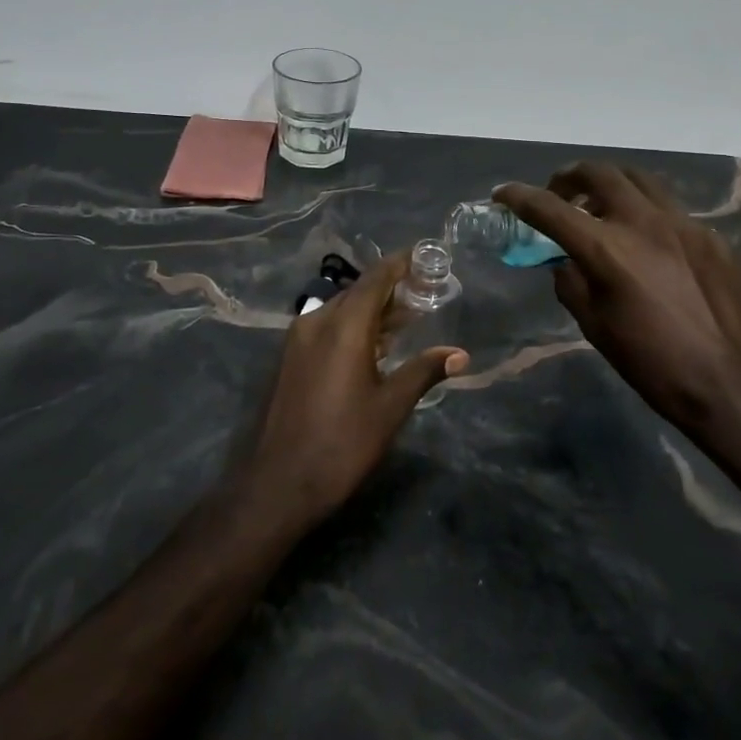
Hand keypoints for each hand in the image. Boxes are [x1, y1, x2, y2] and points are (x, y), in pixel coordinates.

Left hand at [237, 250, 467, 531]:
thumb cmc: (342, 443)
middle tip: (424, 292)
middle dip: (390, 288)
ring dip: (372, 309)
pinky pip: (326, 327)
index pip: (375, 278)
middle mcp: (317, 321)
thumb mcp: (390, 407)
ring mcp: (298, 339)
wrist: (279, 483)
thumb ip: (424, 371)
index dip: (400, 264)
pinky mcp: (291, 358)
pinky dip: (353, 325)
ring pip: (341, 309)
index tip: (424, 256)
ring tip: (405, 318)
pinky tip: (372, 345)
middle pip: (358, 292)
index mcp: (344, 325)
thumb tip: (461, 354)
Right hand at [495, 164, 740, 450]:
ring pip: (639, 179)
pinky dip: (645, 211)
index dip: (520, 197)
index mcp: (607, 249)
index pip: (551, 208)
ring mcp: (682, 223)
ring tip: (602, 208)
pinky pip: (670, 208)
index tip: (503, 193)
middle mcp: (643, 222)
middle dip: (569, 177)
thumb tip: (565, 261)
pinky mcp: (710, 235)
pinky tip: (648, 243)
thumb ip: (571, 283)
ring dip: (610, 184)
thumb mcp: (595, 327)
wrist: (732, 384)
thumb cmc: (653, 365)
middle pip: (599, 173)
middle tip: (560, 194)